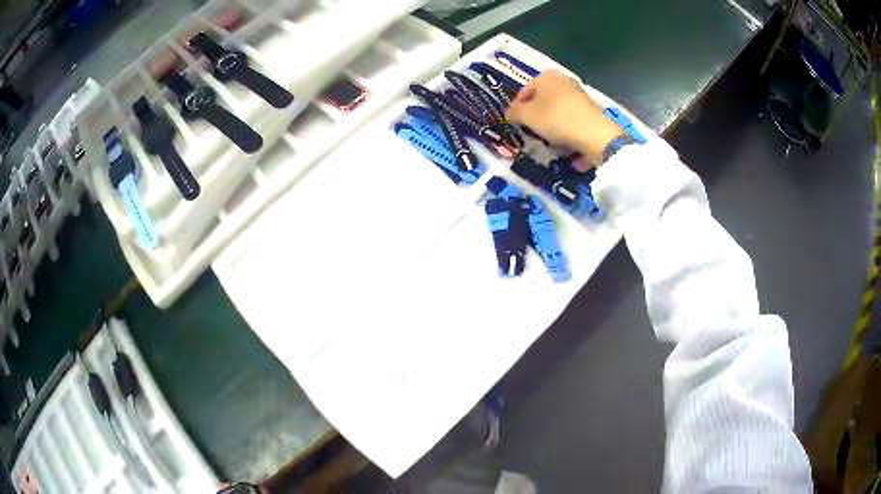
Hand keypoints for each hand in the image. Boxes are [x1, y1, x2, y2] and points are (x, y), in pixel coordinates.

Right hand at [505, 70, 622, 165]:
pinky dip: (563, 124)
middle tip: (530, 130)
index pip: (524, 91)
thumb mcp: (527, 116)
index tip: (516, 123)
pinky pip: (569, 115)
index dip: (517, 108)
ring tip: (546, 137)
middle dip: (535, 114)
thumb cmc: (555, 118)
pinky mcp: (588, 107)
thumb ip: (514, 112)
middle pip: (541, 99)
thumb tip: (509, 112)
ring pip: (555, 107)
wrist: (593, 133)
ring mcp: (577, 92)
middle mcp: (562, 79)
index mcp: (545, 75)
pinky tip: (562, 137)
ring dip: (549, 120)